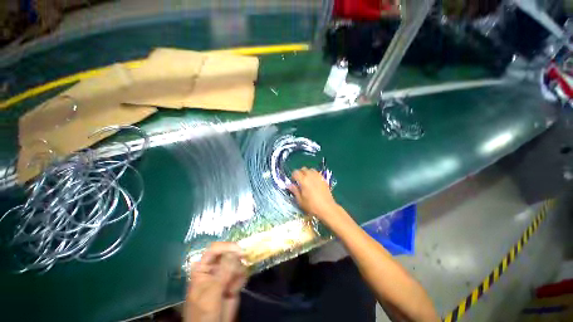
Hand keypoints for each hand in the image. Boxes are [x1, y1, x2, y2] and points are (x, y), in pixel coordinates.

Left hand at [185, 242, 247, 321]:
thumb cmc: (204, 313)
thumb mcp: (211, 293)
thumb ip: (223, 273)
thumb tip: (235, 252)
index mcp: (203, 268)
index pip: (214, 249)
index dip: (227, 247)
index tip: (240, 250)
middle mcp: (215, 267)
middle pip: (229, 253)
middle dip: (235, 262)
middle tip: (235, 275)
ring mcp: (225, 274)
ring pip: (237, 262)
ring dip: (238, 274)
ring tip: (231, 289)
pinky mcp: (233, 280)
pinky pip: (242, 272)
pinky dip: (241, 280)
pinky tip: (234, 291)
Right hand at [288, 167, 341, 225]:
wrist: (327, 208)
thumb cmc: (312, 206)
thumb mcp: (300, 200)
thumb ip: (294, 191)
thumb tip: (289, 185)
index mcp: (303, 180)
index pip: (295, 172)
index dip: (293, 176)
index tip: (293, 182)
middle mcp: (311, 176)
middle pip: (303, 169)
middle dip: (300, 173)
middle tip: (299, 181)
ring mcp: (318, 177)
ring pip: (311, 169)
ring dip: (307, 173)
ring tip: (307, 181)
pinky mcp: (324, 179)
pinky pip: (317, 173)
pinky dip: (314, 175)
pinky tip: (314, 183)